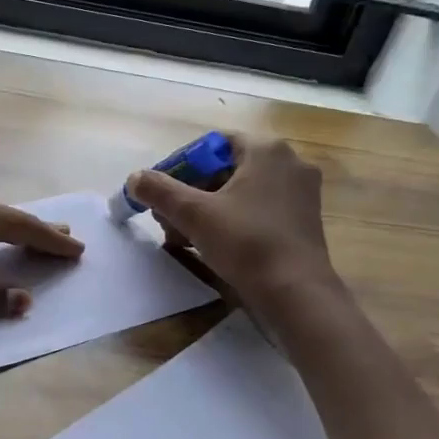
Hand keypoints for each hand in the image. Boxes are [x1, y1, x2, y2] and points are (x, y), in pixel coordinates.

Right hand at [124, 134, 334, 304]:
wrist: (295, 293)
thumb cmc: (246, 242)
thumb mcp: (194, 214)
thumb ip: (160, 191)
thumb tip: (133, 178)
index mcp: (266, 150)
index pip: (212, 145)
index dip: (180, 166)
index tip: (161, 192)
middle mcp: (289, 163)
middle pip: (225, 169)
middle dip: (191, 193)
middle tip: (166, 217)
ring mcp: (301, 193)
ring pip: (240, 192)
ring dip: (206, 210)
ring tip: (180, 236)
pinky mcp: (304, 220)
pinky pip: (258, 209)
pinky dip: (231, 221)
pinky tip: (209, 245)